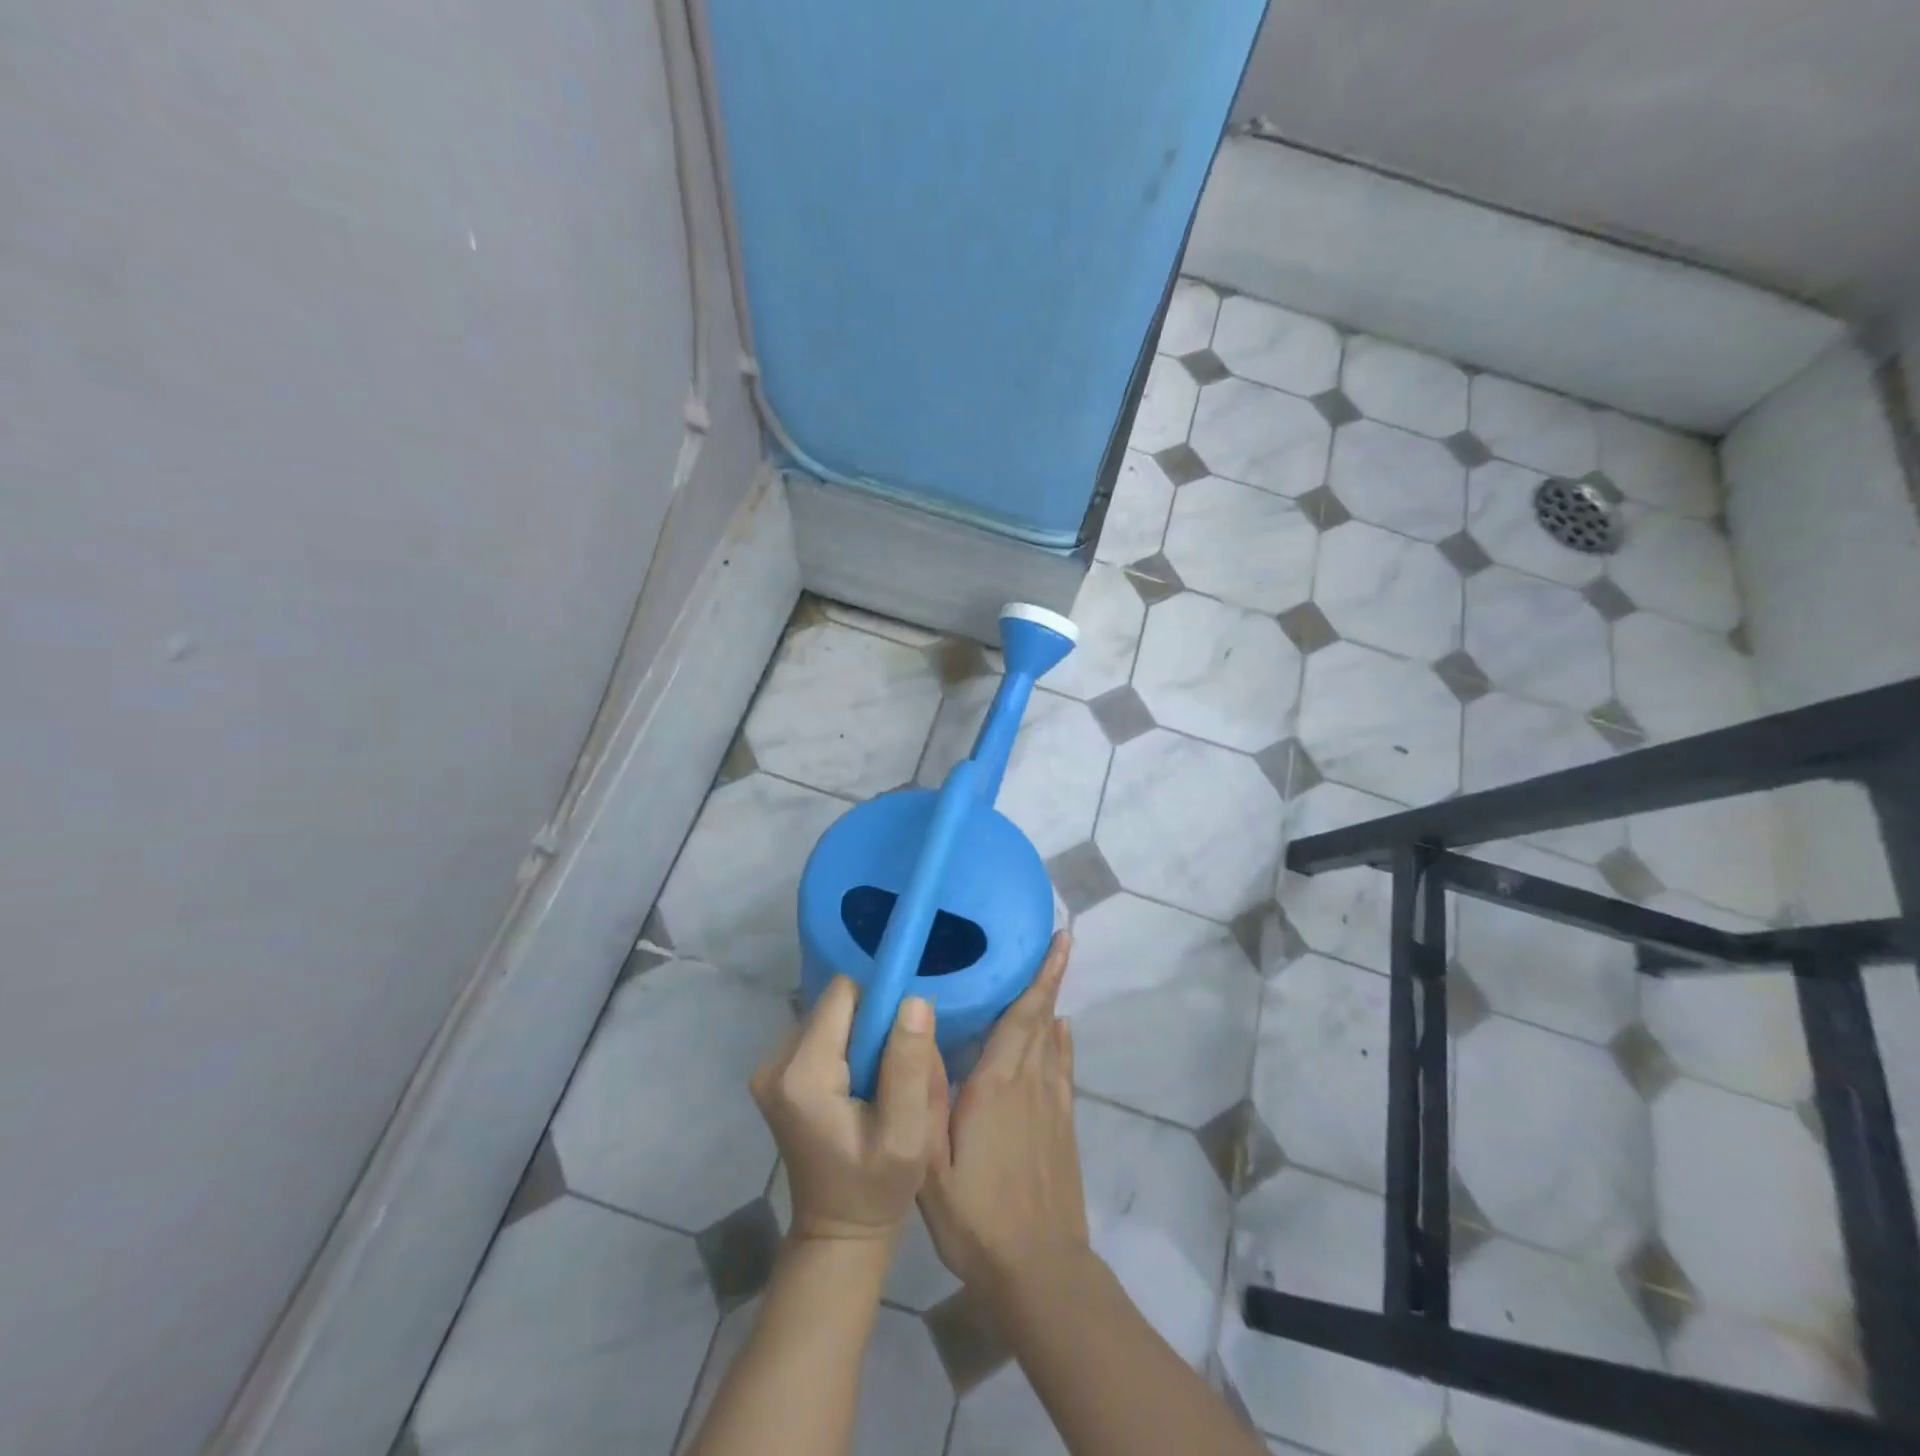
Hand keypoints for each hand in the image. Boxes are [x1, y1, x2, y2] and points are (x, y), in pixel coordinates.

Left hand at [750, 976, 947, 1244]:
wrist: (838, 1233)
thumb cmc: (876, 1188)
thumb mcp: (906, 1134)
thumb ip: (908, 1065)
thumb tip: (913, 999)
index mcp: (802, 1074)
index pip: (844, 994)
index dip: (879, 1006)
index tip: (902, 1041)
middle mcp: (775, 1062)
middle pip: (836, 1005)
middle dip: (872, 1027)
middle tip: (892, 1074)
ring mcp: (770, 1068)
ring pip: (831, 1018)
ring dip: (860, 1040)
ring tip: (877, 1086)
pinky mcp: (775, 1075)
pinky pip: (822, 1035)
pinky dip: (846, 1051)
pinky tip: (858, 1089)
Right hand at [919, 931, 1088, 1291]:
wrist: (1039, 1271)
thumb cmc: (976, 1218)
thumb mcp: (930, 1165)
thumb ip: (924, 1095)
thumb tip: (919, 1029)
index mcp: (996, 1086)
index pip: (1022, 1018)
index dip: (1040, 976)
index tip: (1059, 939)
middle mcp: (1029, 1084)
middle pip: (1040, 1019)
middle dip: (1048, 978)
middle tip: (1056, 941)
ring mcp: (1051, 1105)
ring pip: (1053, 1041)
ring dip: (1053, 1004)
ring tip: (1052, 972)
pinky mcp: (1062, 1127)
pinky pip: (1063, 1070)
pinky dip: (1062, 1043)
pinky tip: (1060, 1030)